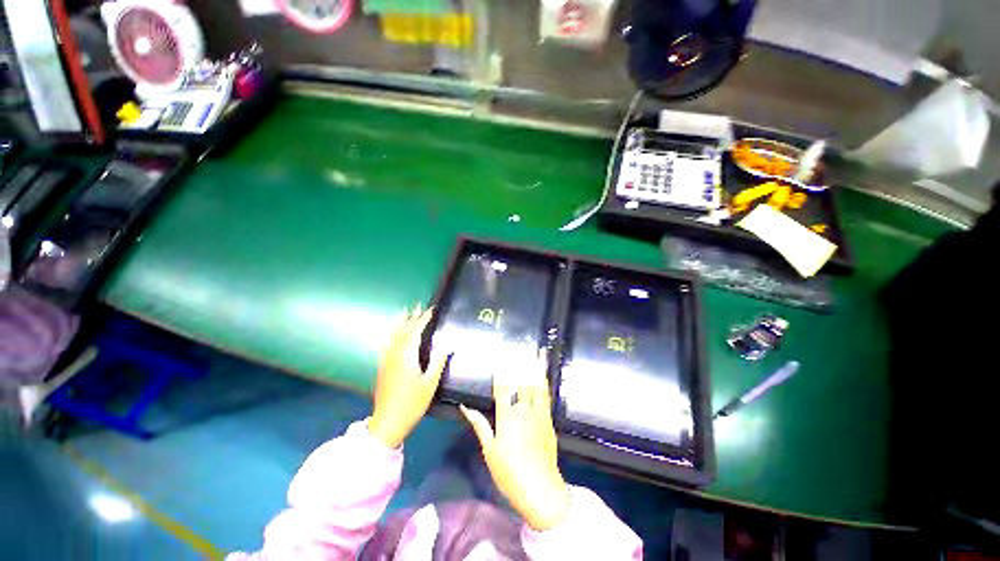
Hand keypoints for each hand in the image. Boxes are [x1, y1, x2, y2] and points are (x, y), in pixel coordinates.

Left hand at [368, 305, 448, 448]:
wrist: (388, 422)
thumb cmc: (412, 403)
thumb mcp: (430, 384)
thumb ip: (438, 362)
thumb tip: (448, 346)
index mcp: (407, 357)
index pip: (415, 332)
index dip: (423, 320)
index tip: (430, 310)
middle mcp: (394, 355)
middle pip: (402, 331)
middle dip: (411, 317)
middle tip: (418, 306)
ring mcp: (386, 361)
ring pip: (392, 336)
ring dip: (399, 323)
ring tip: (404, 312)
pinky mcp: (382, 367)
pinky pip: (386, 344)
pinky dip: (391, 334)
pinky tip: (392, 334)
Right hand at [460, 351, 571, 531]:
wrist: (540, 490)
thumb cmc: (509, 473)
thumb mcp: (490, 451)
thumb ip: (479, 425)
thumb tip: (465, 406)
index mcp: (507, 417)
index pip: (503, 387)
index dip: (502, 370)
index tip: (501, 355)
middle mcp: (524, 410)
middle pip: (522, 382)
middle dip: (521, 362)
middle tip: (522, 345)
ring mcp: (539, 414)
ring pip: (537, 385)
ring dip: (536, 367)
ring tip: (538, 351)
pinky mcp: (549, 420)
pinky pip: (546, 396)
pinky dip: (544, 382)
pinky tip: (544, 374)